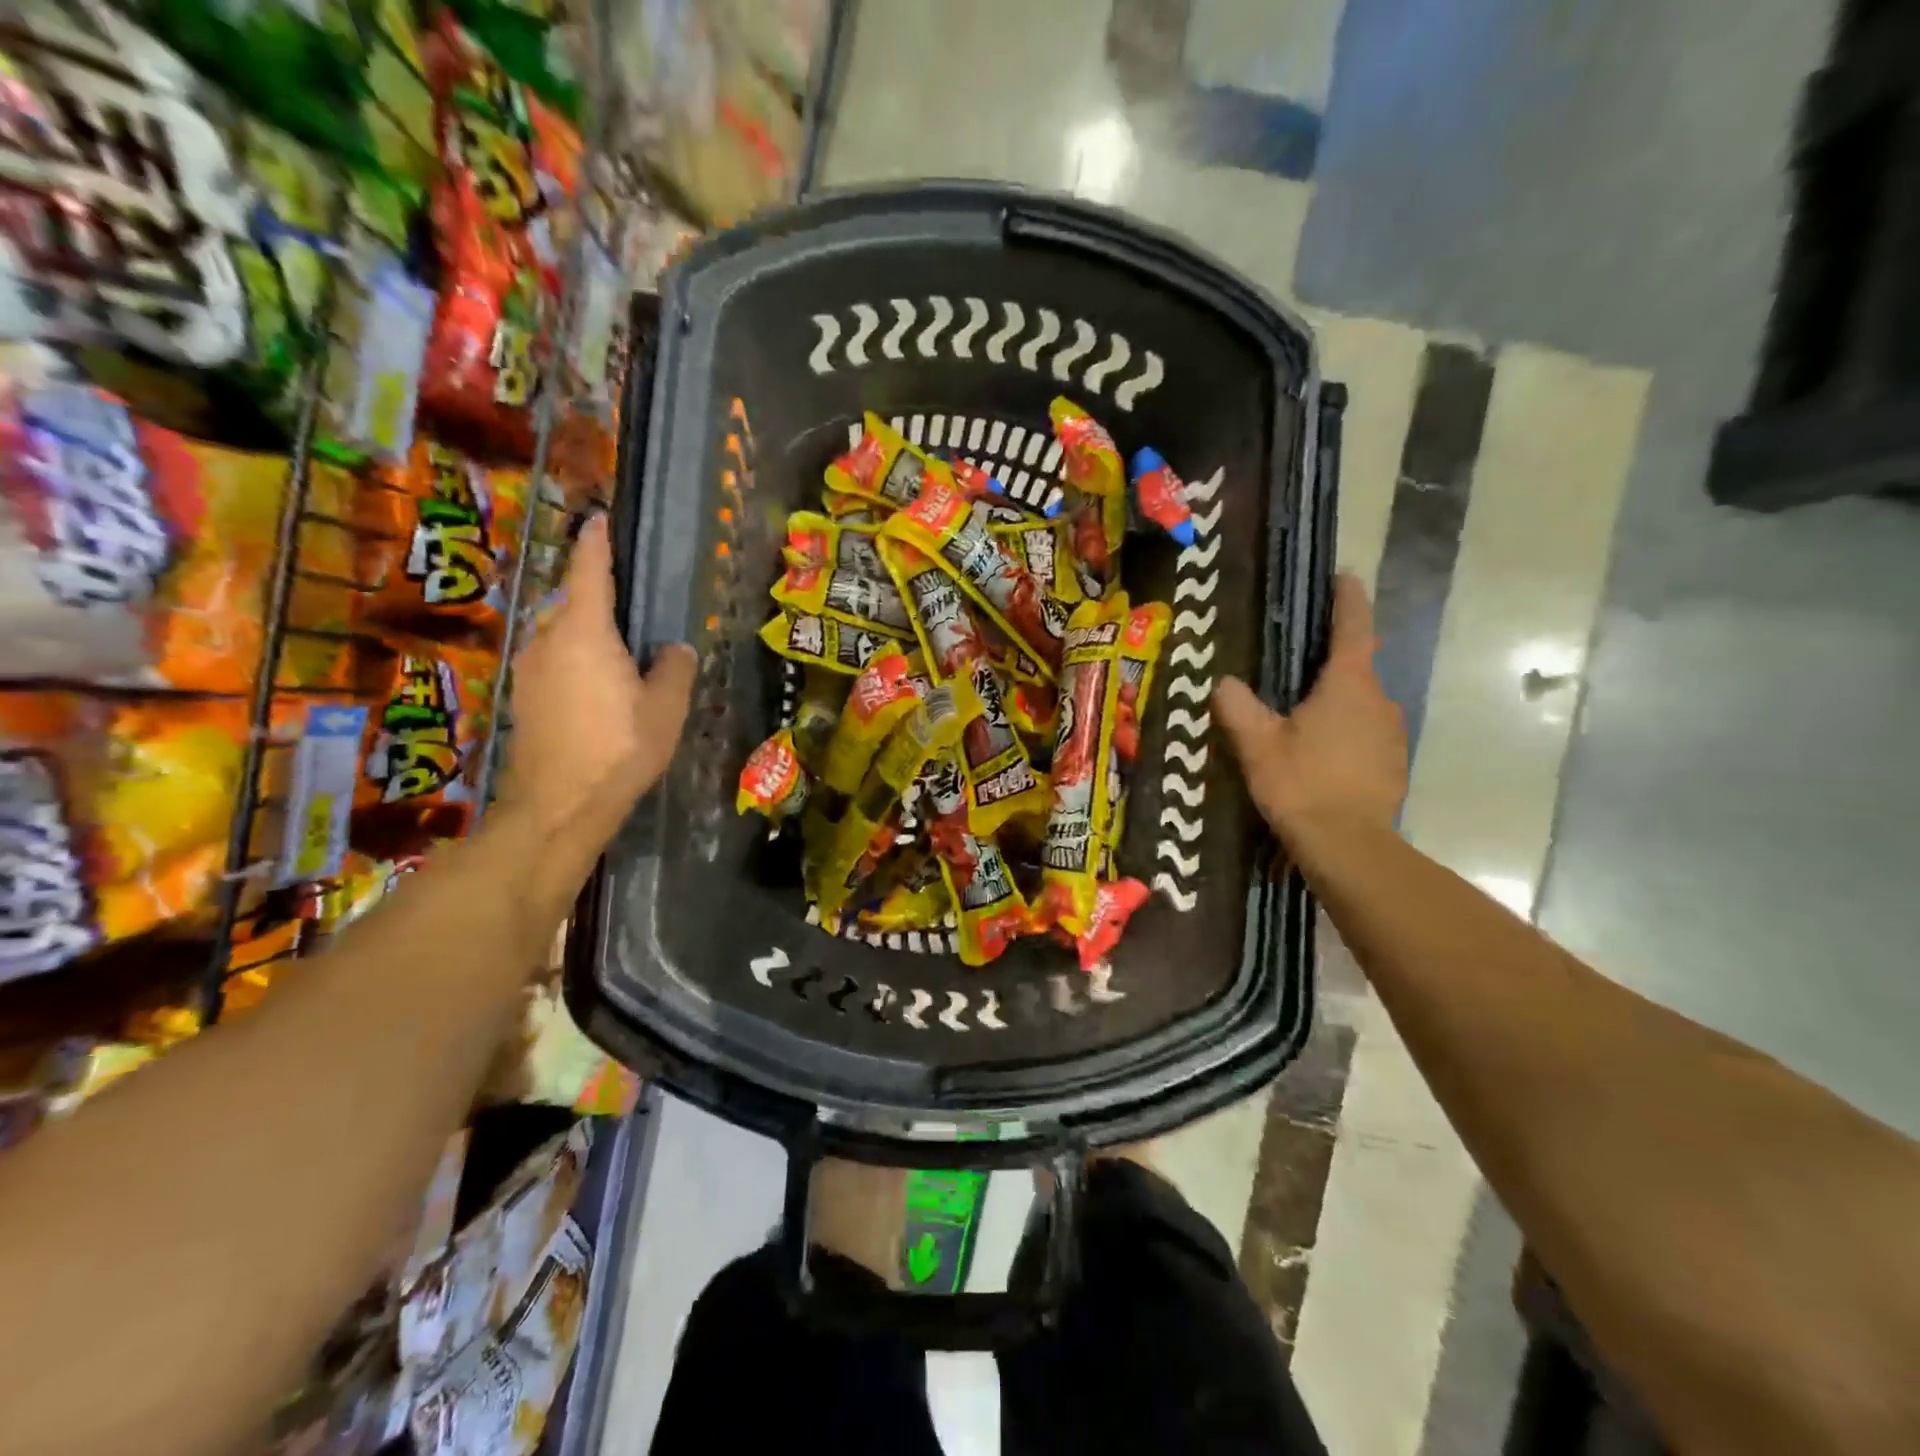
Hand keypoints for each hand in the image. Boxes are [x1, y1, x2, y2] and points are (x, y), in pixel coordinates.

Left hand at [501, 515, 697, 860]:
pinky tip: (595, 684)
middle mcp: (548, 639)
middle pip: (571, 602)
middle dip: (594, 594)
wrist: (558, 805)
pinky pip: (552, 659)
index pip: (590, 571)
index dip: (597, 542)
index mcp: (585, 632)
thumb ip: (674, 668)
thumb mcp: (666, 708)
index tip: (600, 519)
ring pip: (558, 632)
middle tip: (628, 602)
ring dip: (583, 630)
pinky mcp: (522, 696)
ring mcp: (529, 668)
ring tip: (616, 649)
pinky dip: (573, 657)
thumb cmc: (619, 748)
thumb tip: (674, 649)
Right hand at [1214, 574, 1406, 840]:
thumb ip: (1238, 707)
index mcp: (1347, 685)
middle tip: (1296, 670)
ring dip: (1337, 704)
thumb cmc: (1301, 783)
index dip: (1347, 600)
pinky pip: (1367, 735)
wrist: (1348, 845)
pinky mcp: (1394, 764)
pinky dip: (1347, 735)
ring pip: (1361, 705)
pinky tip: (1322, 757)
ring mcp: (1392, 733)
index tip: (1344, 577)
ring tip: (1303, 720)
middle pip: (1356, 669)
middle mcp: (1379, 700)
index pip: (1353, 628)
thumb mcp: (1257, 743)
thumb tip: (1224, 681)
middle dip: (1330, 665)